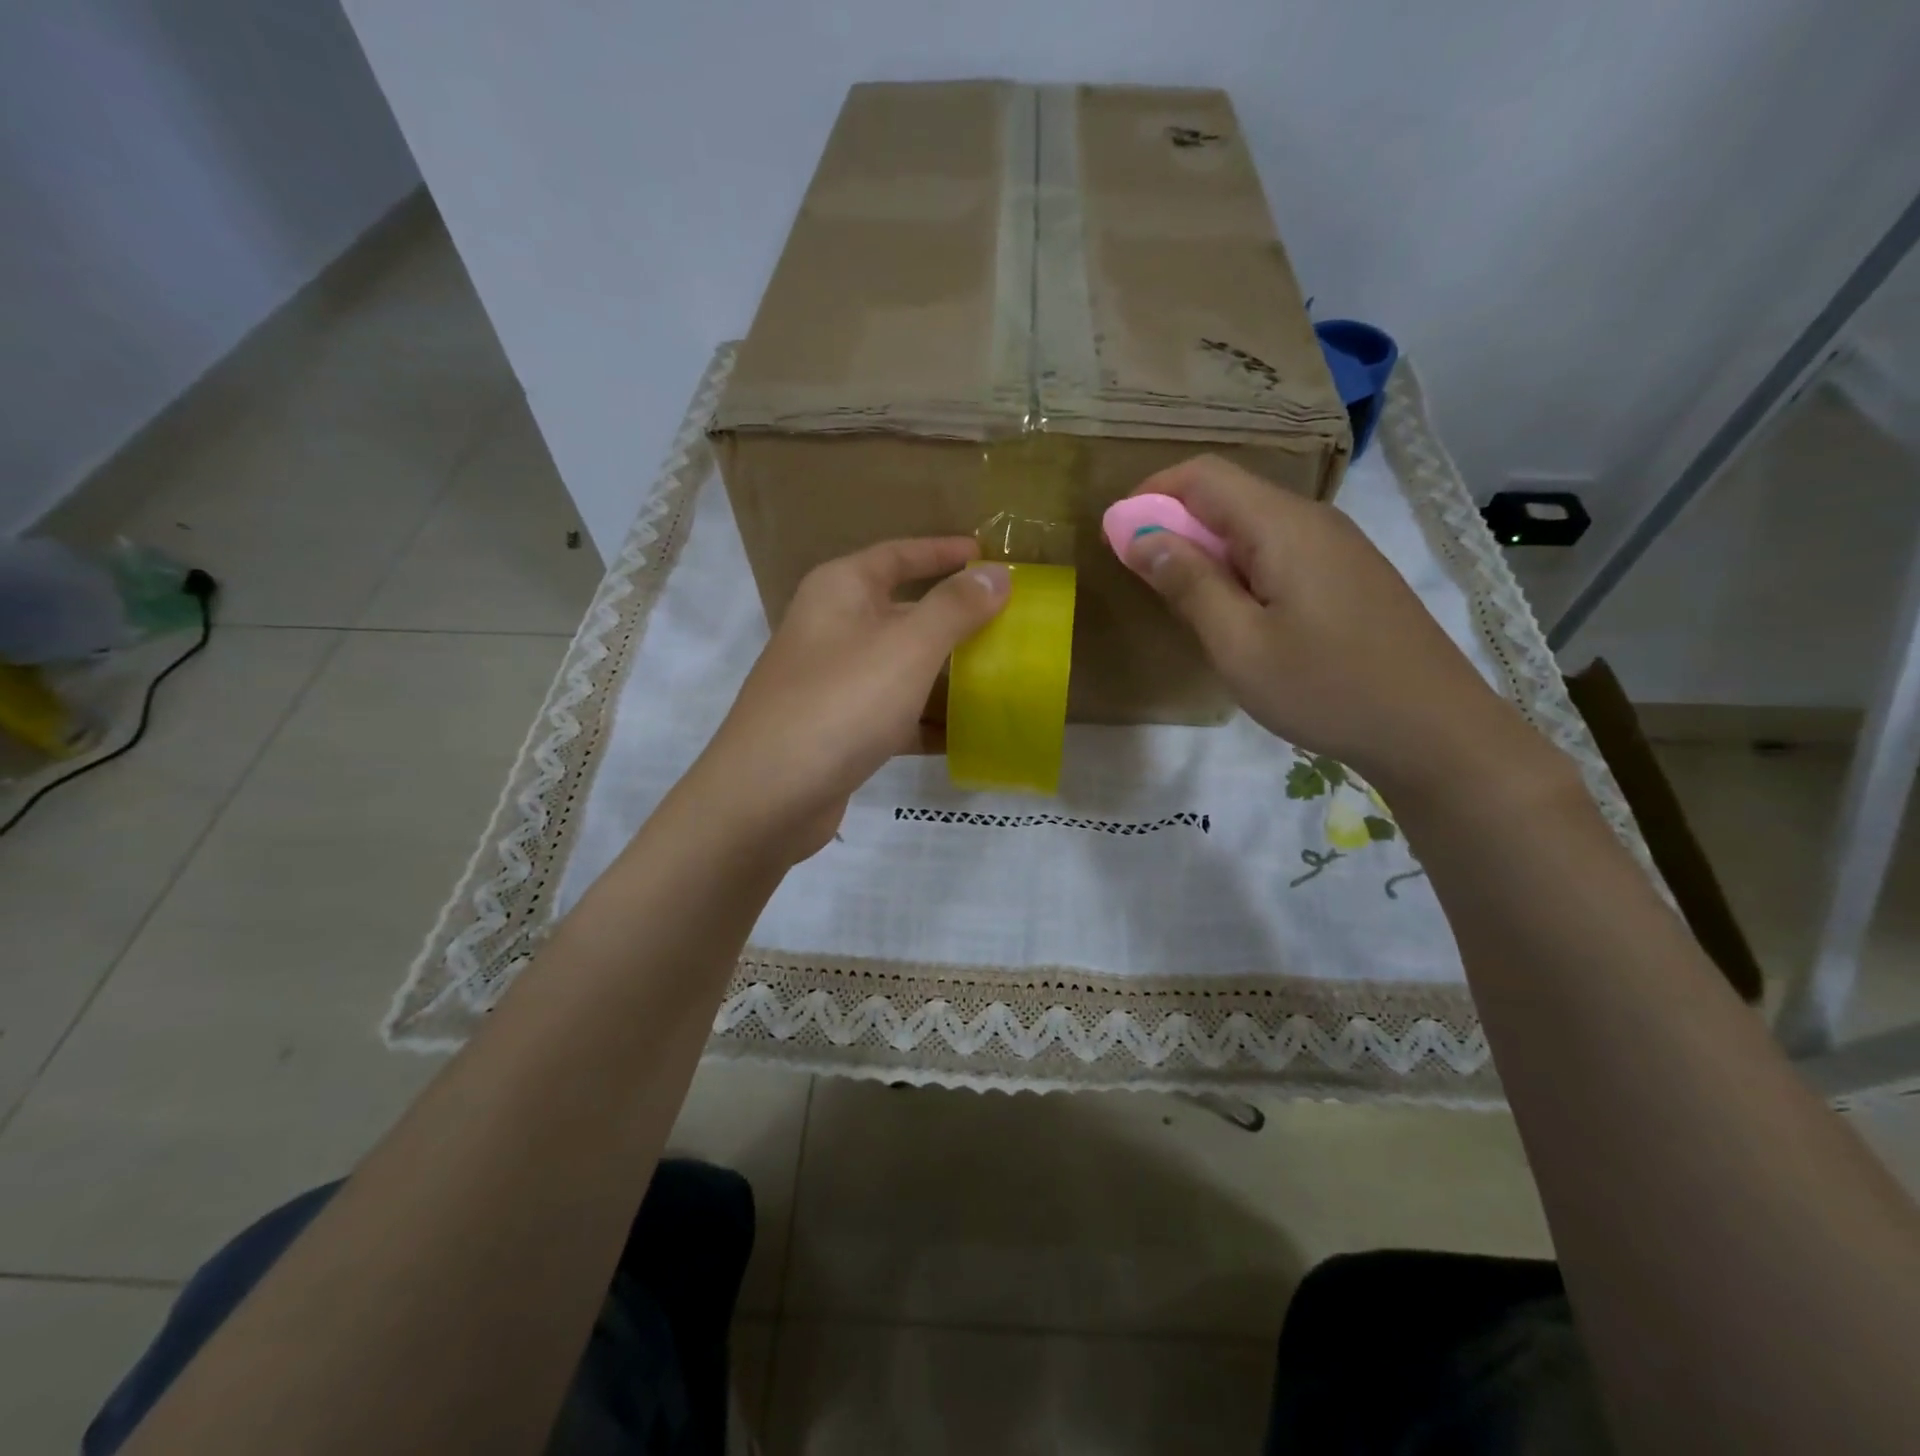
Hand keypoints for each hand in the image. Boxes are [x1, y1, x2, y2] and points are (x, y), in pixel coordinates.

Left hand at [688, 539, 1009, 860]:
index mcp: (840, 591)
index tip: (988, 557)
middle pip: (903, 613)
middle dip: (954, 621)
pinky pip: (893, 714)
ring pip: (901, 668)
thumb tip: (996, 575)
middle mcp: (832, 629)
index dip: (943, 552)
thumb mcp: (908, 648)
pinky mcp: (838, 730)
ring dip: (946, 675)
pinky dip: (926, 721)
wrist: (768, 797)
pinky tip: (969, 736)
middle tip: (1008, 625)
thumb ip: (955, 608)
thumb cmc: (841, 703)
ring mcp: (832, 683)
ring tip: (1002, 679)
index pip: (898, 555)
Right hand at [1120, 455, 1528, 793]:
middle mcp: (1312, 520)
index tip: (1117, 536)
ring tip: (1188, 609)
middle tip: (1146, 582)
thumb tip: (1140, 535)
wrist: (1433, 729)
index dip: (1151, 494)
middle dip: (1175, 526)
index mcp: (1282, 525)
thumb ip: (1188, 584)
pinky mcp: (1348, 576)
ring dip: (1207, 553)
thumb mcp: (1239, 644)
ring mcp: (1337, 547)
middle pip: (1229, 497)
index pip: (1203, 475)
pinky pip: (1279, 554)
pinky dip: (1240, 571)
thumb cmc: (1326, 688)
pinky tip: (1239, 620)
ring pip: (1253, 528)